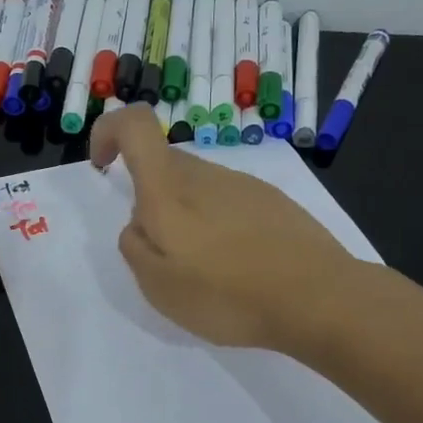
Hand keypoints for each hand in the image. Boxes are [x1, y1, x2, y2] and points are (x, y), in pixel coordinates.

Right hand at [89, 106, 356, 349]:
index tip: (104, 168)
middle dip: (148, 198)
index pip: (133, 124)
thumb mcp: (158, 286)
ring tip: (206, 271)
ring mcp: (244, 184)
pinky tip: (239, 267)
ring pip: (197, 186)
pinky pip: (228, 202)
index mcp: (169, 188)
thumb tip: (140, 223)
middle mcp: (205, 174)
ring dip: (186, 217)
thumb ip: (134, 246)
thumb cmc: (227, 294)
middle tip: (162, 253)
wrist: (318, 299)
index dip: (108, 132)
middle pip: (164, 164)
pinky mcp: (273, 201)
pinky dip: (218, 225)